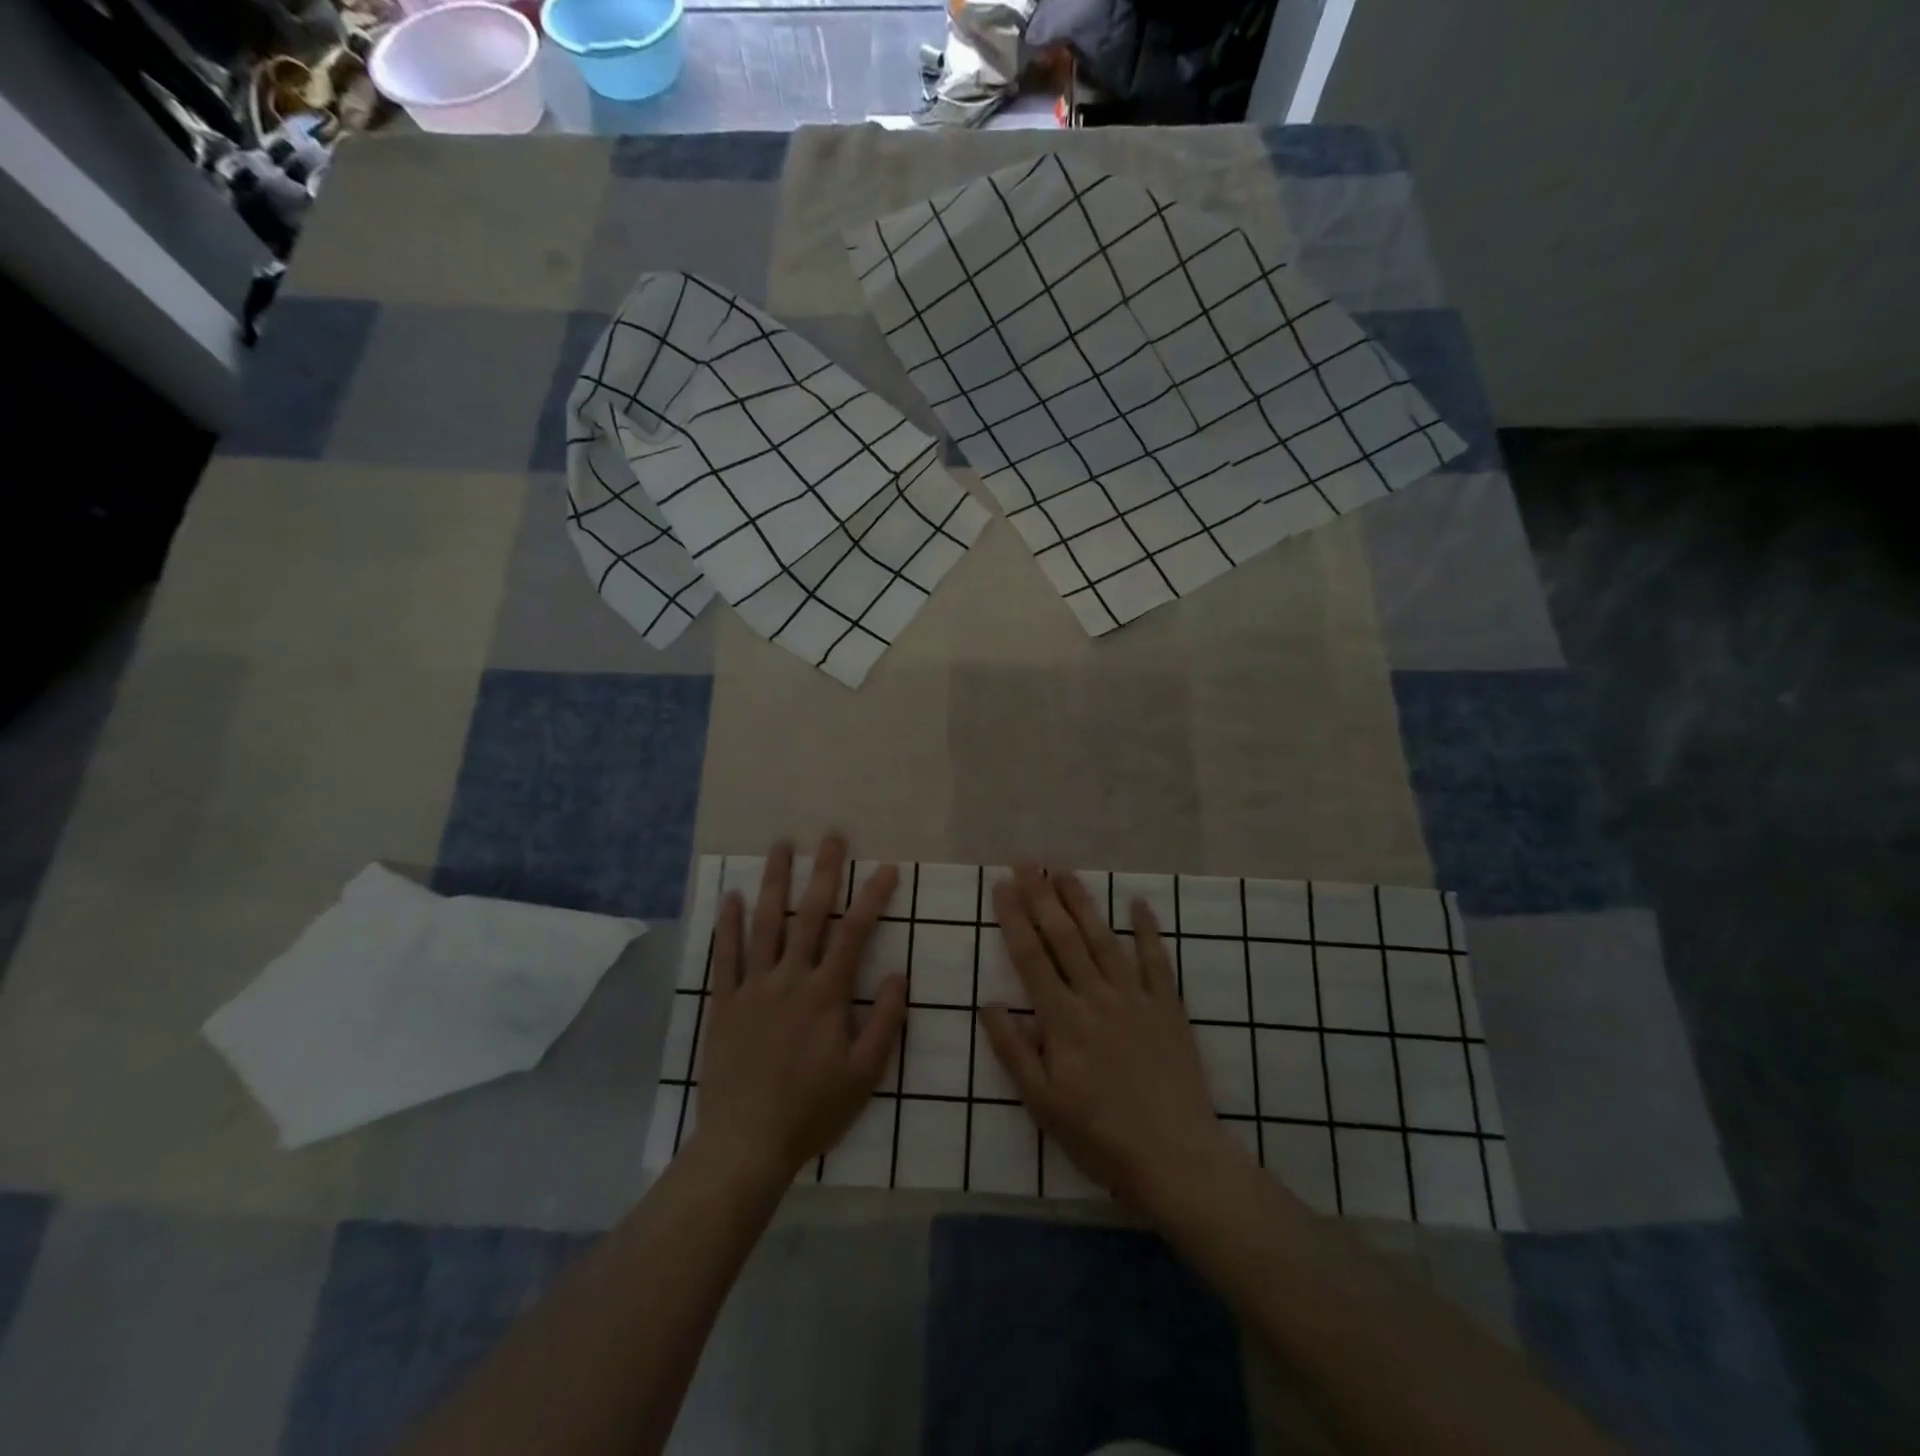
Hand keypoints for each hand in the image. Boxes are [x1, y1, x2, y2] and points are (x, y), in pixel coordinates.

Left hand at [688, 834, 906, 1183]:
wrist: (746, 1144)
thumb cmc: (812, 1110)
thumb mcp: (864, 1074)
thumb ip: (885, 1021)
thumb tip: (900, 975)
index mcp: (826, 994)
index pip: (854, 933)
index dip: (873, 897)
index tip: (887, 868)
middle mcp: (789, 979)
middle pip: (810, 915)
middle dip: (824, 872)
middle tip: (832, 836)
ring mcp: (752, 988)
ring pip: (766, 924)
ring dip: (775, 882)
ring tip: (781, 846)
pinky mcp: (724, 1004)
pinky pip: (725, 957)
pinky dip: (728, 925)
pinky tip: (732, 897)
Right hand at [980, 865, 1247, 1212]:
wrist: (1174, 1156)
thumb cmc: (1099, 1135)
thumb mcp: (1042, 1103)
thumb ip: (1013, 1051)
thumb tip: (988, 1004)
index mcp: (1062, 1020)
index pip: (1031, 957)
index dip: (1014, 918)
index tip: (1001, 886)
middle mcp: (1096, 997)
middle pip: (1064, 938)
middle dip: (1043, 897)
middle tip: (1027, 863)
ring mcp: (1135, 998)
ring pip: (1104, 939)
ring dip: (1083, 903)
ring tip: (1065, 872)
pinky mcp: (1168, 1008)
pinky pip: (1157, 961)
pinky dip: (1147, 930)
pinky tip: (1138, 903)